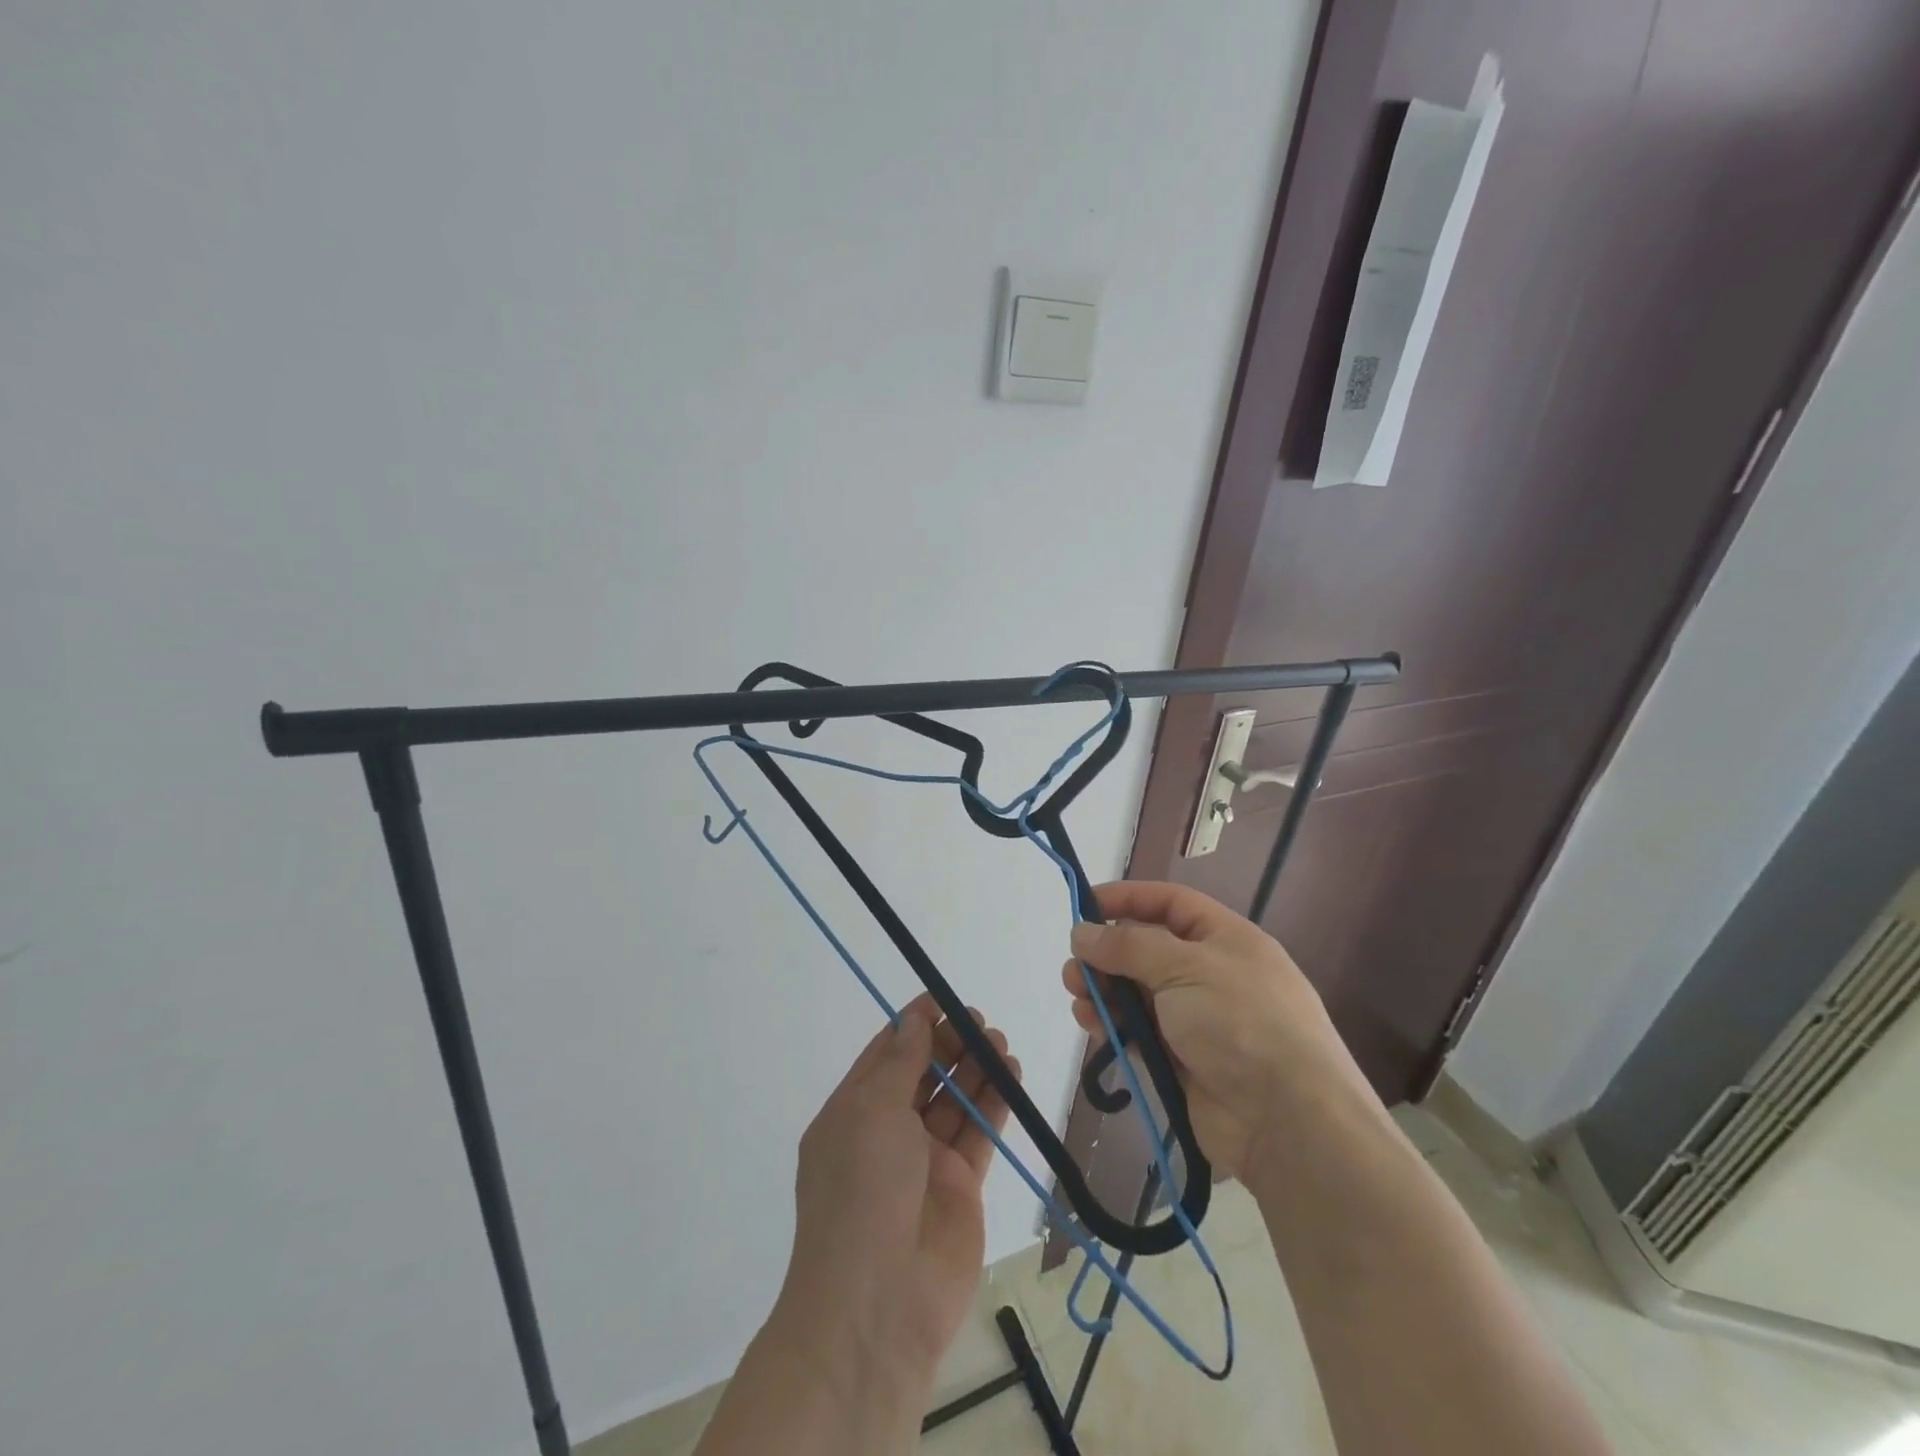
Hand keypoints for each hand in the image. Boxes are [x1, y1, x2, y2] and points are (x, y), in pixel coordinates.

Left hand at [768, 992, 1018, 1400]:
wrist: (879, 1305)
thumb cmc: (862, 1191)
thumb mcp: (871, 1112)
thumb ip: (899, 1062)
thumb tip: (913, 1020)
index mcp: (852, 1113)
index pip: (885, 1055)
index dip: (913, 1025)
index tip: (943, 1001)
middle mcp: (886, 1133)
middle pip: (923, 1074)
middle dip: (950, 1045)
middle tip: (980, 1024)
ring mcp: (924, 1161)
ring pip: (954, 1101)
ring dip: (976, 1069)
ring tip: (1000, 1043)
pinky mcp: (960, 1186)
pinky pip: (978, 1132)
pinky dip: (994, 1102)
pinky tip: (1011, 1075)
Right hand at [1062, 881, 1378, 1180]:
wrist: (1288, 1122)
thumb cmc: (1240, 1022)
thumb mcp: (1184, 967)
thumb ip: (1128, 945)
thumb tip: (1082, 933)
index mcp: (1226, 939)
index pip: (1170, 902)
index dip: (1127, 898)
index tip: (1084, 905)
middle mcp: (1212, 973)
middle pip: (1148, 949)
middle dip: (1107, 953)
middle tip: (1073, 968)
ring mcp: (1199, 1019)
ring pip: (1138, 993)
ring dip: (1105, 991)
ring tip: (1078, 999)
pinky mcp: (1184, 1060)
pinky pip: (1139, 1031)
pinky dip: (1114, 1025)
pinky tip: (1092, 1026)